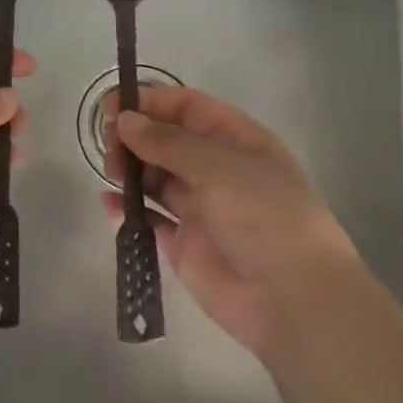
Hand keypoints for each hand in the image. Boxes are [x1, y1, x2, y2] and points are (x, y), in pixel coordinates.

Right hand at [103, 86, 357, 359]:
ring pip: (155, 177)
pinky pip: (149, 219)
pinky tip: (110, 204)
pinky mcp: (184, 244)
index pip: (186, 107)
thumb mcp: (218, 166)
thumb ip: (167, 142)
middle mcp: (216, 169)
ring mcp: (200, 207)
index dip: (150, 102)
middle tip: (109, 144)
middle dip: (135, 136)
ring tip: (110, 170)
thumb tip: (124, 120)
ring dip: (130, 168)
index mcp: (235, 140)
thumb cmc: (264, 216)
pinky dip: (128, 210)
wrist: (293, 300)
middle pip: (166, 140)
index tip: (113, 107)